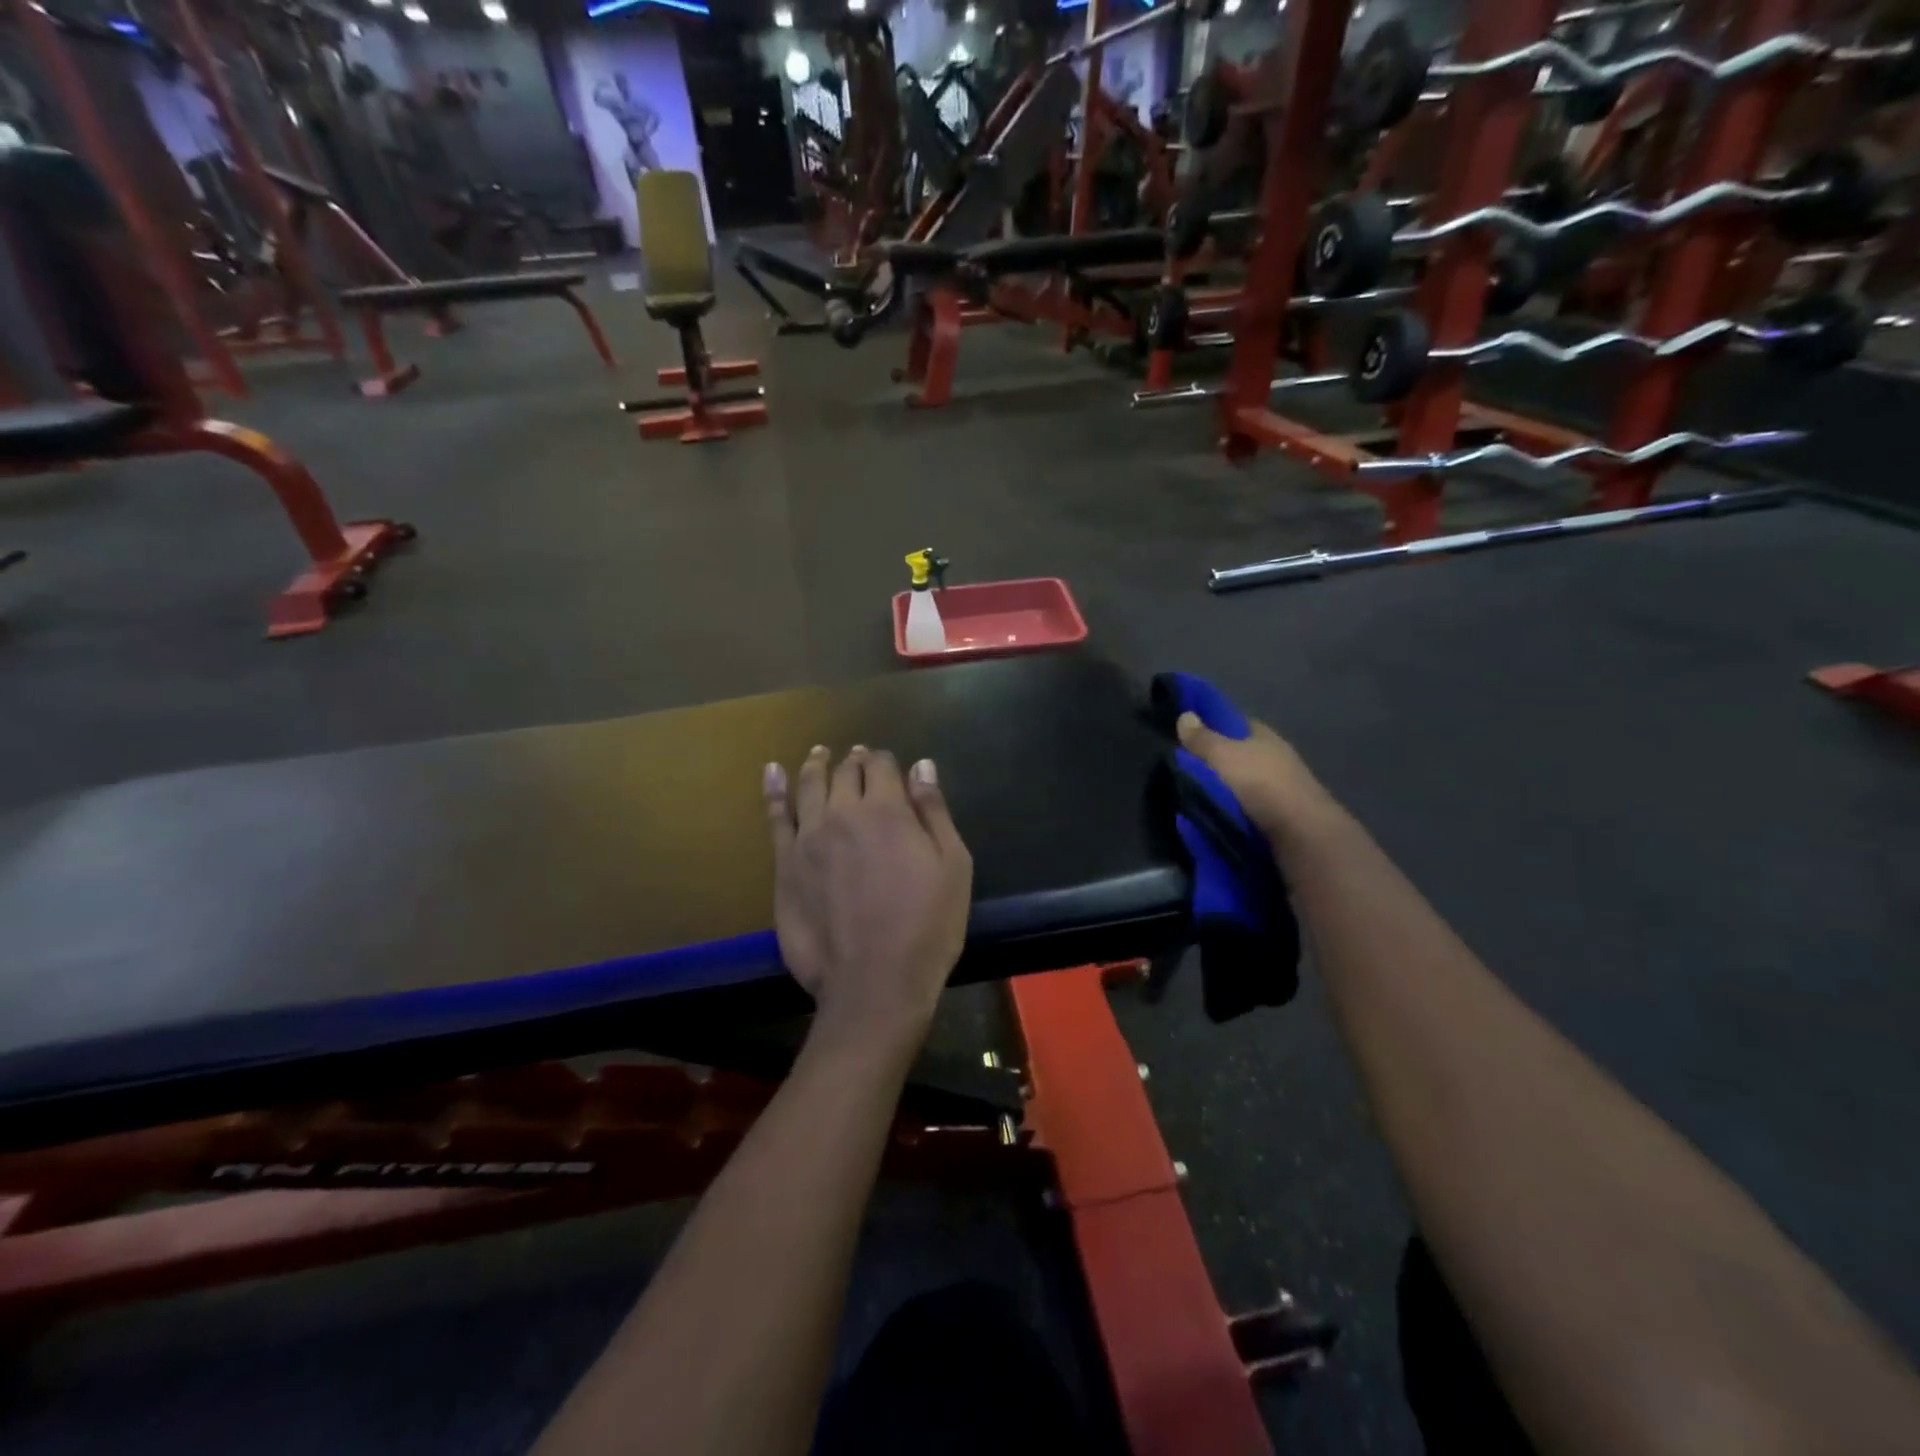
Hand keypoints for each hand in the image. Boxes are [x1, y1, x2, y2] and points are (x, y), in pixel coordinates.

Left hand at [763, 746, 972, 1055]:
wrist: (873, 983)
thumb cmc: (927, 927)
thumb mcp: (952, 867)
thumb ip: (934, 812)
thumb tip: (922, 766)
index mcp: (888, 811)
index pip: (882, 767)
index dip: (886, 761)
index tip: (888, 764)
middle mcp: (844, 814)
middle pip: (845, 773)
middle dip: (854, 761)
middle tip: (857, 758)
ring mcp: (808, 838)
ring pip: (809, 786)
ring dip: (816, 765)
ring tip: (819, 754)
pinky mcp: (785, 865)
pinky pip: (776, 817)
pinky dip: (774, 790)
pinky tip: (772, 772)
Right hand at [1176, 712, 1337, 842]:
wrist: (1301, 836)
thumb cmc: (1262, 784)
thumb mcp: (1224, 756)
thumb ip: (1202, 739)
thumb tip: (1184, 715)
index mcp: (1265, 737)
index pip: (1234, 723)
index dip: (1211, 725)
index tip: (1184, 733)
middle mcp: (1273, 759)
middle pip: (1235, 755)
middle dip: (1211, 761)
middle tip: (1177, 767)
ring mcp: (1276, 790)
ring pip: (1238, 784)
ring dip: (1217, 789)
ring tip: (1185, 794)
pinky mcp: (1274, 818)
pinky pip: (1241, 808)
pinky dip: (1226, 810)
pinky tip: (1206, 815)